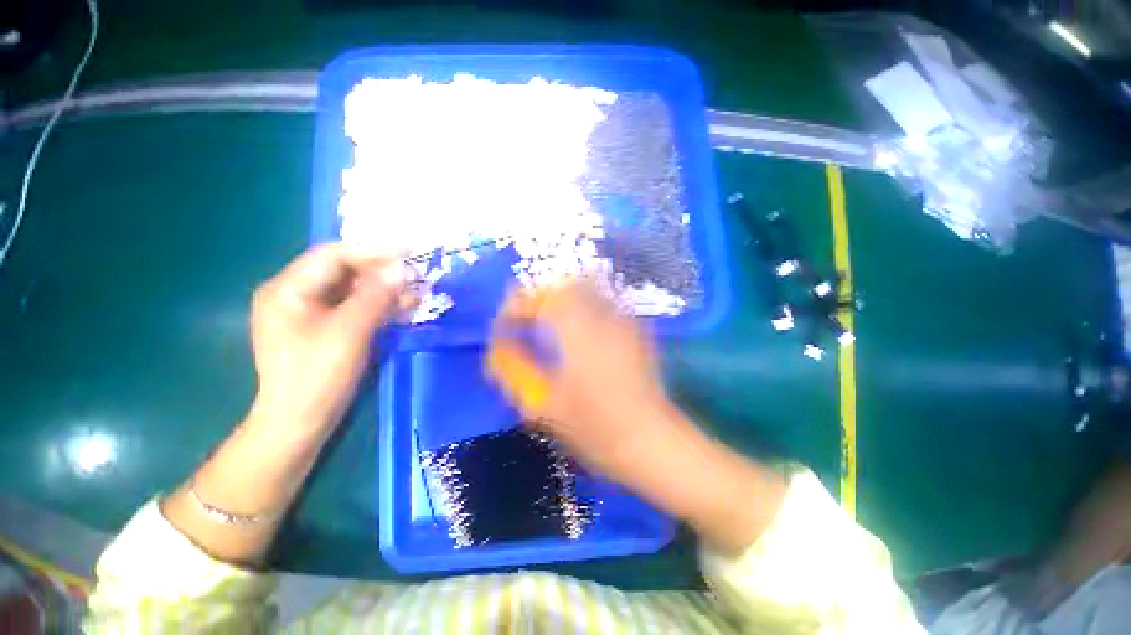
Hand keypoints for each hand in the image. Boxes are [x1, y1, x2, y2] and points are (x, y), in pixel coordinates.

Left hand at [249, 243, 413, 428]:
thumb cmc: (317, 376)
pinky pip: (355, 308)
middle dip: (382, 272)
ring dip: (385, 290)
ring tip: (417, 293)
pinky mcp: (326, 328)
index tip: (409, 251)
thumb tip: (402, 269)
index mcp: (288, 289)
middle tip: (416, 275)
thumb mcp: (349, 332)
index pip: (333, 255)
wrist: (300, 422)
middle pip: (344, 271)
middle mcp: (296, 294)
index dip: (373, 250)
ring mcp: (311, 313)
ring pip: (353, 290)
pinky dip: (380, 306)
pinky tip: (403, 308)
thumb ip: (376, 296)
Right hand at [488, 281, 683, 480]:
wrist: (652, 440)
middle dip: (539, 296)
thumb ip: (514, 371)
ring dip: (561, 299)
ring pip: (587, 289)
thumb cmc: (595, 428)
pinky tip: (578, 332)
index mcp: (577, 331)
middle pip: (565, 284)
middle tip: (525, 320)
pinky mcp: (636, 329)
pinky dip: (582, 308)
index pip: (540, 298)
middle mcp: (602, 315)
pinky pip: (603, 303)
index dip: (516, 306)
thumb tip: (496, 349)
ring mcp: (623, 320)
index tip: (504, 326)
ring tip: (547, 324)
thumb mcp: (544, 405)